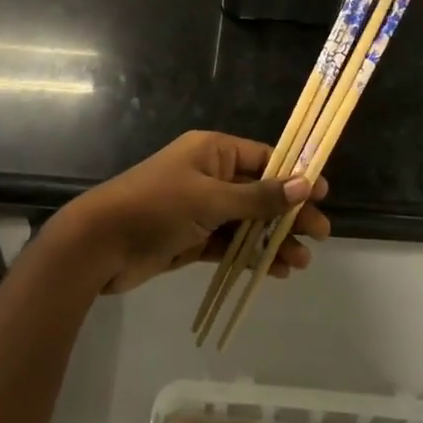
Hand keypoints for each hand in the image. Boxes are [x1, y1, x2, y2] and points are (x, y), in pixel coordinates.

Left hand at [55, 131, 331, 293]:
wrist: (100, 244)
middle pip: (259, 192)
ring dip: (272, 239)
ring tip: (302, 262)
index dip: (293, 175)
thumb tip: (304, 184)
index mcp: (213, 151)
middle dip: (288, 213)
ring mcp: (200, 209)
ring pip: (246, 222)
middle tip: (321, 233)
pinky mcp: (191, 239)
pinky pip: (229, 244)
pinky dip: (250, 255)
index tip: (322, 193)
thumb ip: (258, 197)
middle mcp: (209, 175)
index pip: (263, 158)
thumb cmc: (157, 207)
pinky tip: (275, 270)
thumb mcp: (211, 199)